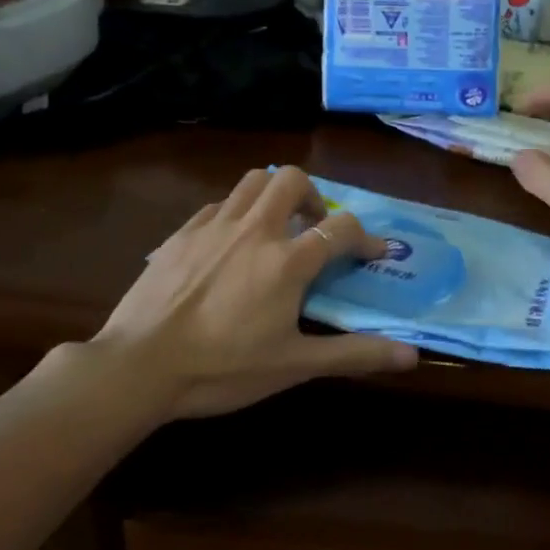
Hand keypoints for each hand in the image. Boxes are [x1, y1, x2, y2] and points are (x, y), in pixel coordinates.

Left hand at [92, 166, 418, 419]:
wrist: (138, 366)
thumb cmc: (222, 368)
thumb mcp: (294, 366)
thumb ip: (354, 354)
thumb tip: (412, 355)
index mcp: (287, 260)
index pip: (341, 228)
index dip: (365, 237)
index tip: (373, 252)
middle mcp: (255, 230)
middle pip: (293, 180)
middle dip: (313, 197)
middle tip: (313, 228)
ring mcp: (214, 226)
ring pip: (253, 181)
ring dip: (274, 194)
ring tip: (275, 227)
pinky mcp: (181, 233)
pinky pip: (218, 205)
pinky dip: (235, 213)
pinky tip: (229, 244)